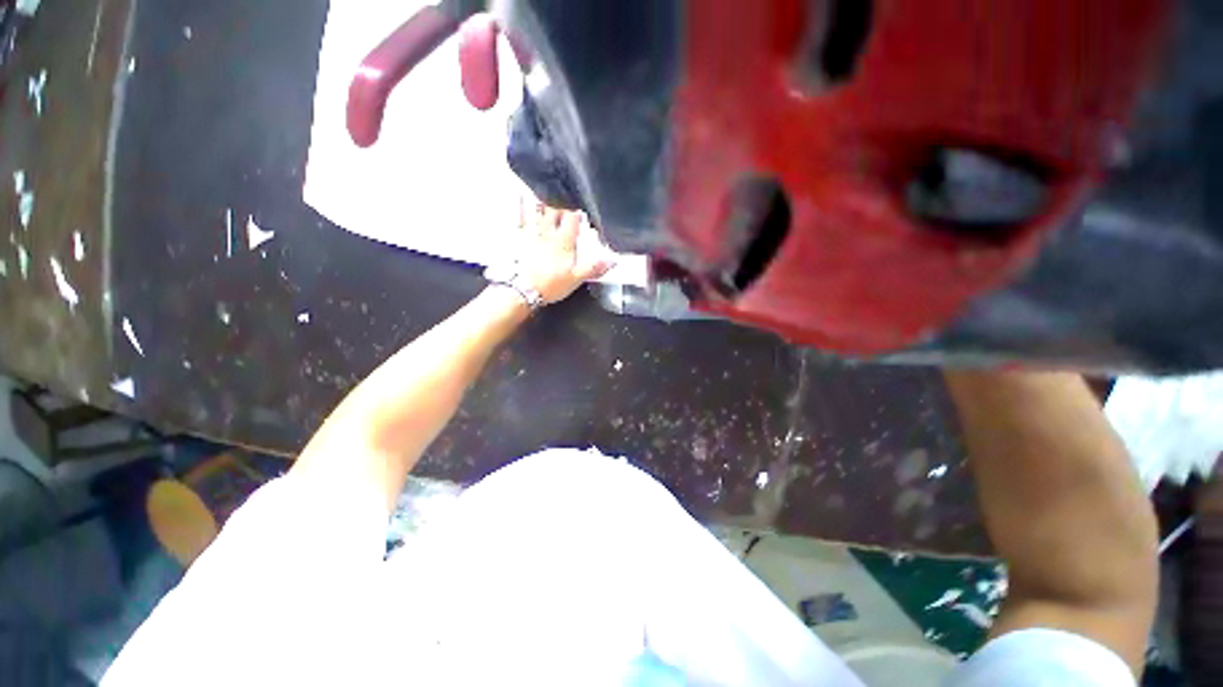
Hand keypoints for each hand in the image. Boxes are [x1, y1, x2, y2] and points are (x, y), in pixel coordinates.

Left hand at [518, 201, 615, 303]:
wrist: (523, 291)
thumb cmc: (549, 285)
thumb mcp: (576, 279)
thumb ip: (594, 268)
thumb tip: (612, 261)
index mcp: (563, 241)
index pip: (572, 216)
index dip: (578, 207)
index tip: (582, 204)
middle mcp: (548, 233)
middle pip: (555, 207)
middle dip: (561, 198)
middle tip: (566, 193)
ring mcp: (532, 233)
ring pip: (537, 208)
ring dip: (543, 197)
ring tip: (547, 187)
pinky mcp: (519, 238)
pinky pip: (520, 216)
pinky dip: (521, 204)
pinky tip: (521, 195)